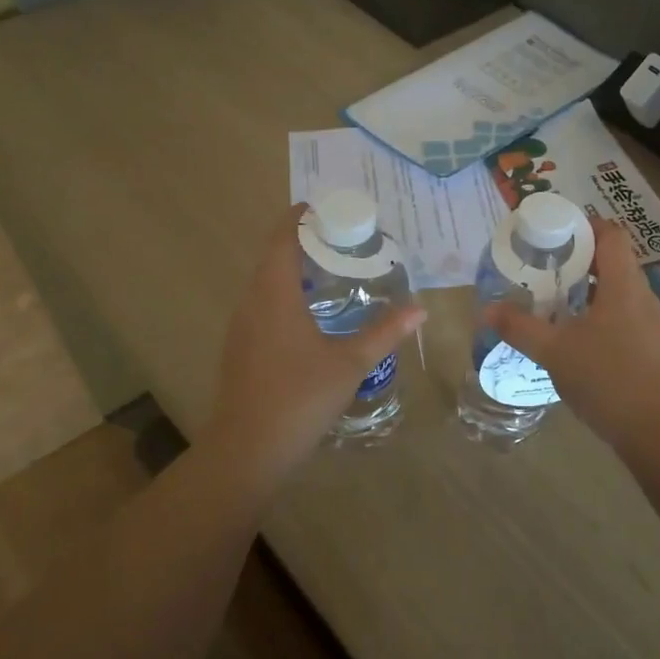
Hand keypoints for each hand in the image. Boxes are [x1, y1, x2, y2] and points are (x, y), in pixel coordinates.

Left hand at [201, 205, 425, 486]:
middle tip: (340, 240)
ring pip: (264, 284)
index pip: (280, 241)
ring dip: (292, 270)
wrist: (247, 450)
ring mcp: (241, 328)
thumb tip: (419, 309)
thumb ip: (385, 333)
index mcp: (274, 296)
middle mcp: (251, 304)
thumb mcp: (350, 364)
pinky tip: (311, 316)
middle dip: (301, 242)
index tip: (322, 208)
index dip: (297, 219)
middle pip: (271, 258)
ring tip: (330, 272)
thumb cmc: (299, 399)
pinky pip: (262, 306)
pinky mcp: (240, 349)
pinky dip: (284, 295)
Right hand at [486, 217, 659, 452]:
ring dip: (590, 288)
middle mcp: (643, 296)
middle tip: (546, 267)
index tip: (555, 232)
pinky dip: (601, 313)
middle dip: (580, 258)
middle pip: (615, 261)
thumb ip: (519, 327)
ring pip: (620, 290)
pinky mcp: (652, 347)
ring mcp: (652, 323)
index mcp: (624, 285)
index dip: (585, 226)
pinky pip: (625, 314)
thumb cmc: (604, 377)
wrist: (653, 428)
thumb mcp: (553, 350)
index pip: (612, 234)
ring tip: (558, 300)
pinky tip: (579, 336)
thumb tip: (487, 310)